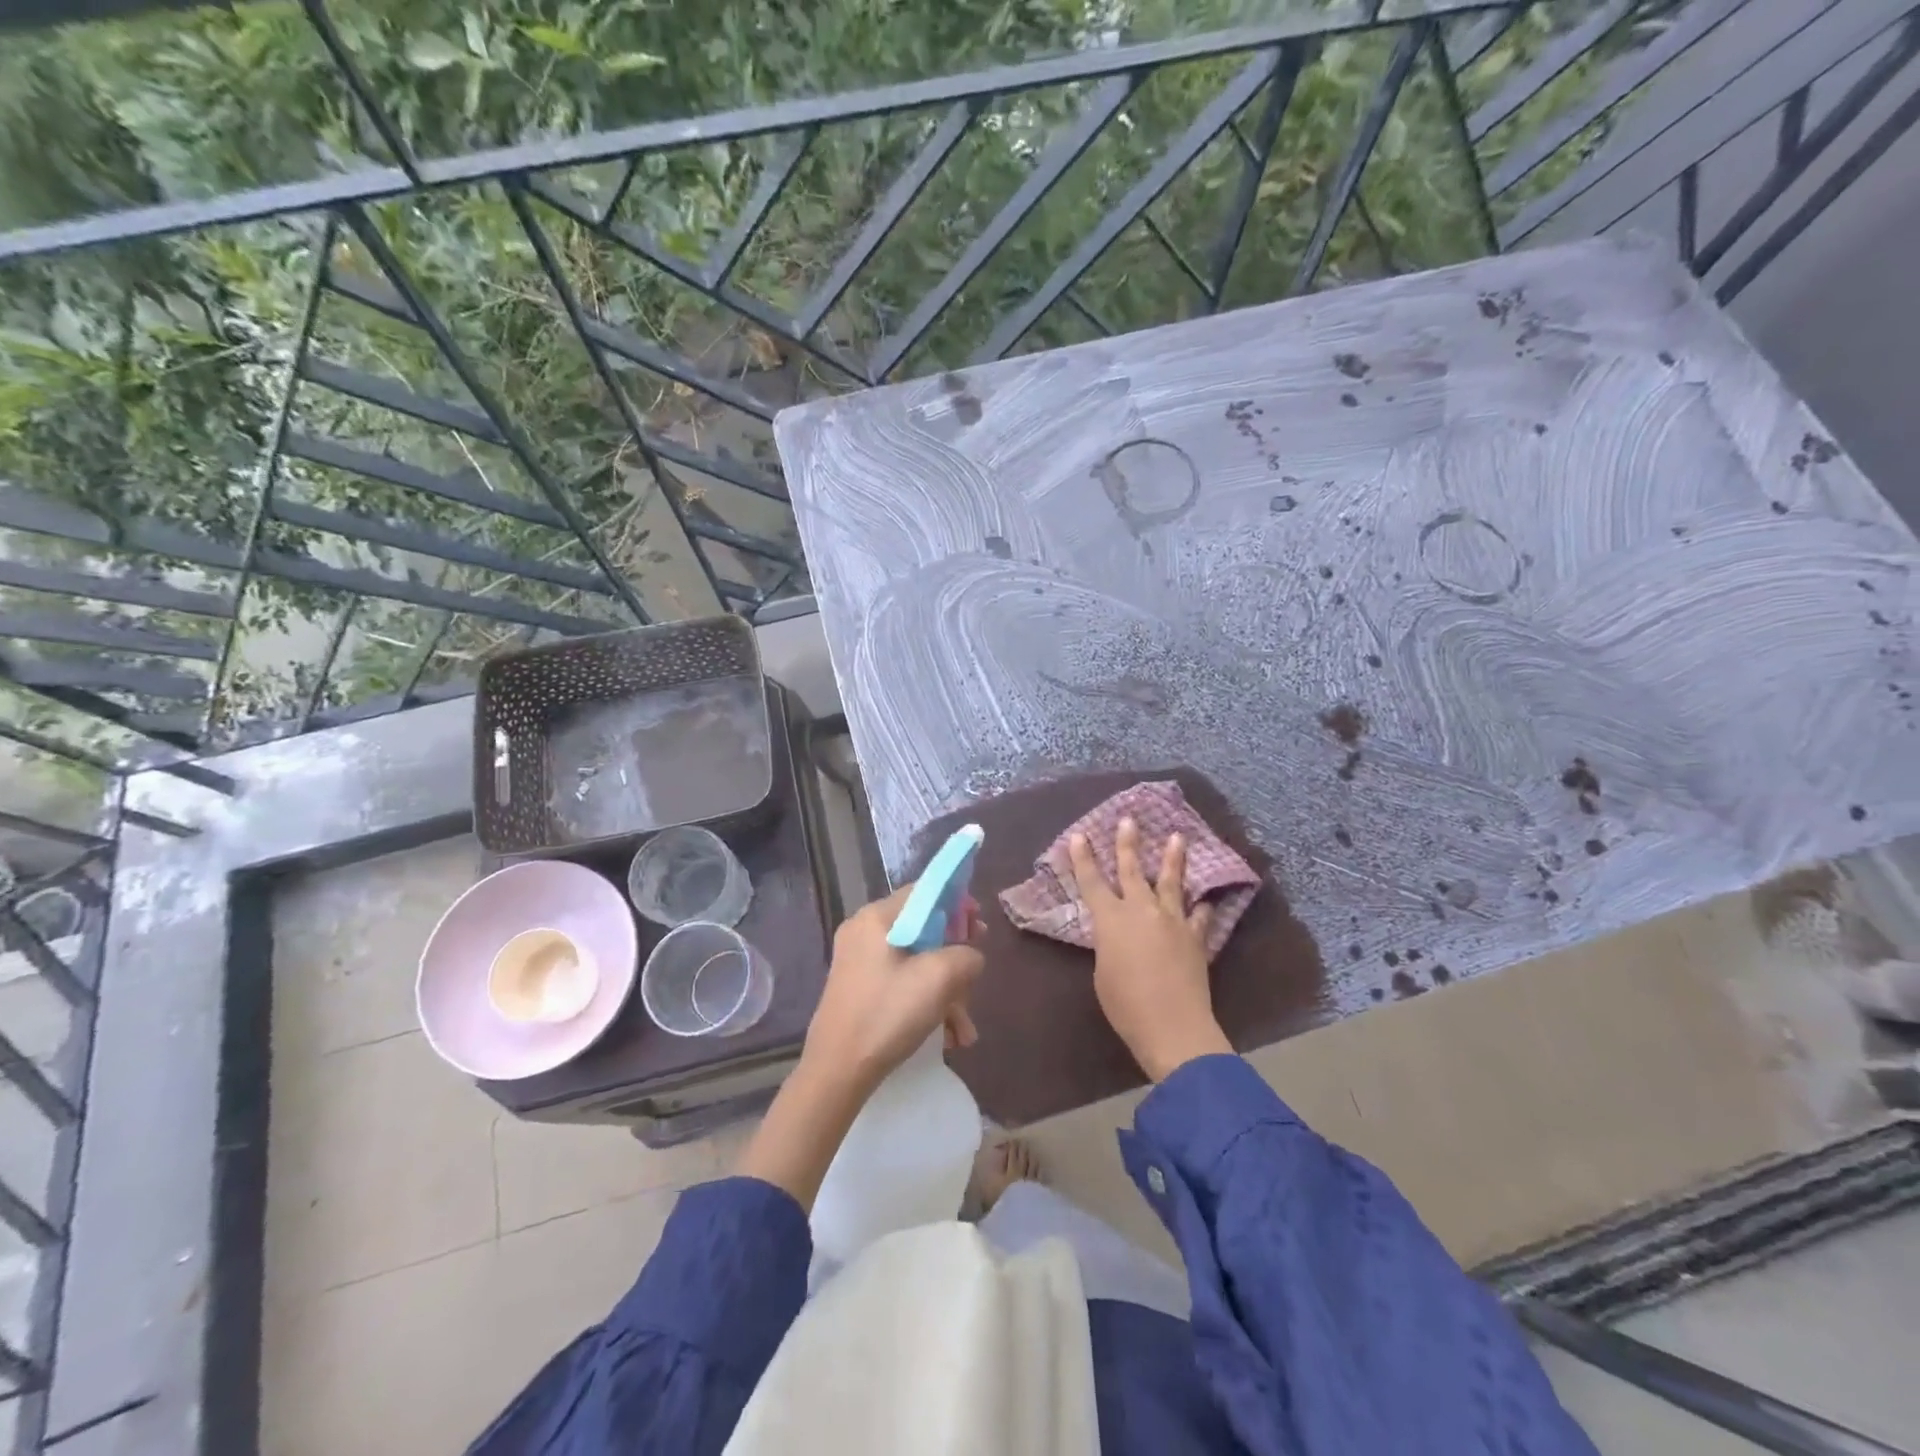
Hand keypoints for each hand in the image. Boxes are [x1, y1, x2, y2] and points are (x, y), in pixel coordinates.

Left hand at [800, 882, 984, 1096]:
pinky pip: (901, 984)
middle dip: (954, 958)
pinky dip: (925, 1003)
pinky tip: (947, 1036)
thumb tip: (970, 956)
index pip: (924, 892)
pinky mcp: (858, 989)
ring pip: (915, 963)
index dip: (957, 904)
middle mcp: (863, 932)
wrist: (837, 1071)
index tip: (979, 928)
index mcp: (876, 917)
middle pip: (923, 930)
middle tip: (975, 979)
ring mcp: (858, 962)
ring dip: (946, 992)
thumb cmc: (888, 1013)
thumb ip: (966, 955)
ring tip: (964, 1029)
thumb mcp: (939, 978)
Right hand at [1068, 817, 1232, 1080]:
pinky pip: (1198, 915)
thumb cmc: (1125, 1005)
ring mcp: (1172, 921)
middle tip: (1128, 820)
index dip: (1083, 859)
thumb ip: (1109, 945)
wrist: (1173, 1027)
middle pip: (1132, 870)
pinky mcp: (1195, 937)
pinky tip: (1205, 899)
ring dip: (1173, 859)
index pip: (1092, 882)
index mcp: (1110, 920)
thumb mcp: (1103, 972)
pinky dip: (1200, 906)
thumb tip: (1119, 937)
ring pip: (1171, 882)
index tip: (1079, 835)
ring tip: (1178, 837)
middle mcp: (1141, 911)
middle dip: (1127, 844)